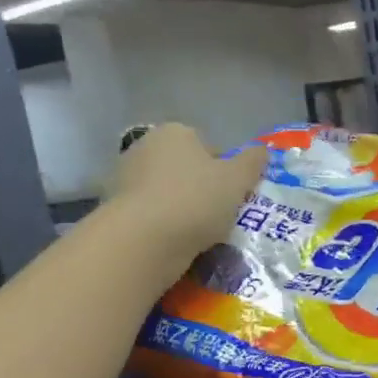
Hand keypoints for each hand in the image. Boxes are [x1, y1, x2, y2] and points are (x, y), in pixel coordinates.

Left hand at [108, 123, 266, 262]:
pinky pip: (153, 216)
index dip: (226, 172)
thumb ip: (253, 162)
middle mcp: (145, 147)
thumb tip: (262, 150)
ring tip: (201, 235)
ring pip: (169, 194)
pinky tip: (178, 244)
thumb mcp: (237, 179)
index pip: (210, 148)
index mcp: (175, 132)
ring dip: (184, 210)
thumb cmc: (195, 200)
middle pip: (187, 170)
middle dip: (203, 190)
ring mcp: (125, 179)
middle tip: (221, 216)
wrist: (142, 241)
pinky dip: (165, 227)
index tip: (234, 196)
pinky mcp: (116, 210)